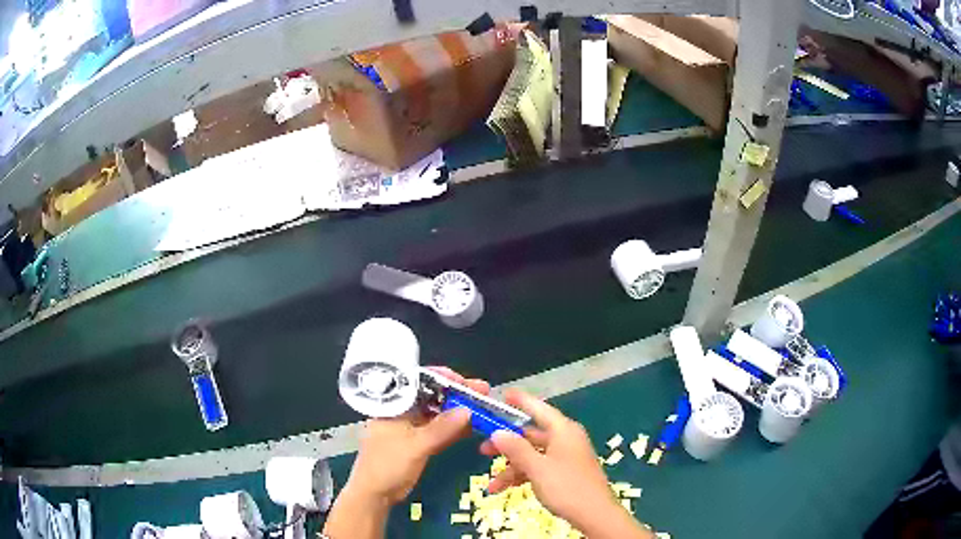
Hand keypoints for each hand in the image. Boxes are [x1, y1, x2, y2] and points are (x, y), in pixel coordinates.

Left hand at [343, 367, 490, 504]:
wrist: (375, 494)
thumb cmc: (387, 465)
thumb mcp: (415, 446)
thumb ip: (441, 429)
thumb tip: (467, 410)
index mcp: (394, 403)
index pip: (418, 381)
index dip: (443, 378)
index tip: (466, 382)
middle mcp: (403, 410)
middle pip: (432, 395)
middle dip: (457, 393)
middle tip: (482, 391)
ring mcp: (411, 426)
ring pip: (438, 413)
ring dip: (459, 410)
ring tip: (484, 406)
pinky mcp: (419, 441)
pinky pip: (440, 430)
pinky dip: (455, 428)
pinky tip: (474, 426)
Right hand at [480, 389, 652, 538]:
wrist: (594, 515)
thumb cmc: (567, 487)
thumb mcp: (537, 468)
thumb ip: (516, 449)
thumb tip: (497, 432)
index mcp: (563, 430)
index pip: (538, 408)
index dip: (520, 401)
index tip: (501, 396)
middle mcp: (565, 439)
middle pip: (531, 434)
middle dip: (507, 444)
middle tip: (483, 449)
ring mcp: (565, 456)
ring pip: (532, 454)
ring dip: (511, 467)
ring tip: (492, 483)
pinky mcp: (564, 472)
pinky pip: (539, 467)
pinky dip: (523, 475)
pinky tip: (504, 489)